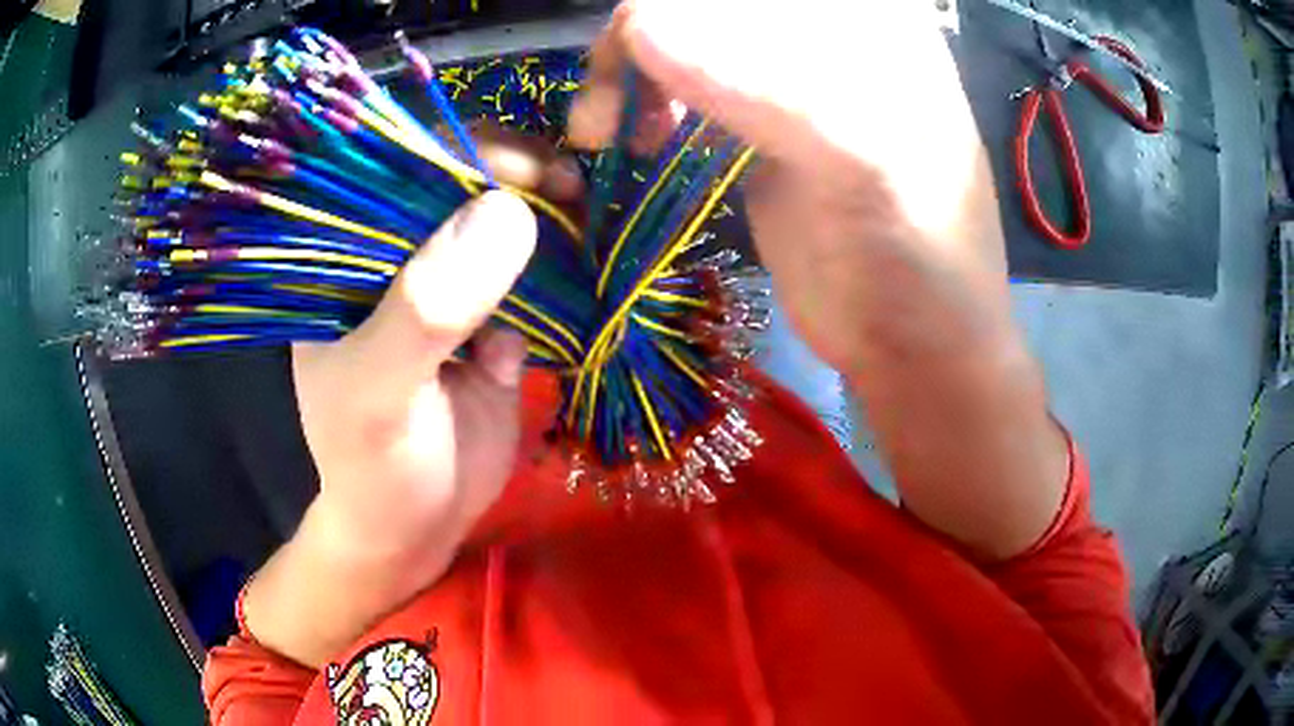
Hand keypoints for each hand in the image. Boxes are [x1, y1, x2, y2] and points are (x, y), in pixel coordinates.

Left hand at [243, 132, 582, 666]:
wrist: (417, 529)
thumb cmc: (375, 468)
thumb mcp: (380, 397)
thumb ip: (425, 312)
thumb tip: (506, 214)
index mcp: (348, 260)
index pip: (402, 177)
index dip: (466, 157)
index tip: (532, 169)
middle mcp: (396, 260)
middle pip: (463, 191)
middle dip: (521, 183)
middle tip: (575, 192)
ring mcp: (448, 287)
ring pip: (506, 228)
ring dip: (552, 225)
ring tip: (589, 228)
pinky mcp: (492, 319)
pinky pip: (534, 279)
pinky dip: (562, 276)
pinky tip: (576, 289)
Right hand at [570, 1, 1068, 559]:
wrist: (914, 346)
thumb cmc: (919, 260)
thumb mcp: (862, 165)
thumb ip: (764, 89)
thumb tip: (641, 25)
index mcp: (874, 26)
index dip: (686, 12)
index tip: (639, 58)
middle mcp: (829, 39)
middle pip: (710, 9)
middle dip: (644, 39)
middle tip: (606, 110)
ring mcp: (788, 82)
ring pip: (684, 43)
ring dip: (630, 75)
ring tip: (605, 131)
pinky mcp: (755, 128)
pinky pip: (681, 91)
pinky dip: (641, 106)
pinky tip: (634, 139)